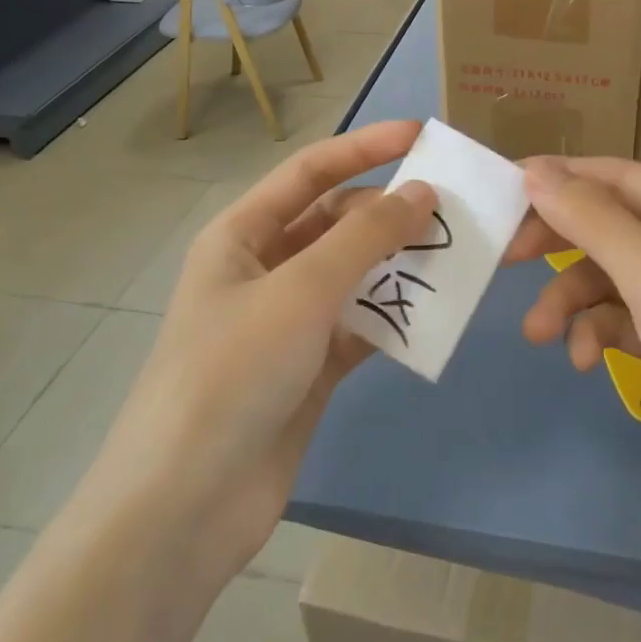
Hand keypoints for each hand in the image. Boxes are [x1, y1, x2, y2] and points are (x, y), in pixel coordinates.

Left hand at [86, 121, 435, 588]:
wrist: (185, 506)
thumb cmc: (231, 373)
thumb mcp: (300, 291)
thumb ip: (365, 238)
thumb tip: (421, 192)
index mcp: (241, 235)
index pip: (310, 172)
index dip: (365, 147)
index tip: (423, 136)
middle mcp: (263, 270)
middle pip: (335, 223)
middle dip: (389, 212)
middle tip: (452, 209)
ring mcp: (286, 322)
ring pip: (353, 275)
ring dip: (398, 266)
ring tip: (455, 257)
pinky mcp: (308, 369)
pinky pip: (360, 326)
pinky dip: (394, 318)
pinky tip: (433, 316)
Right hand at [514, 157, 640, 542]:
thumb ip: (592, 221)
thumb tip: (535, 171)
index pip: (619, 177)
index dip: (559, 180)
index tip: (500, 189)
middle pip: (611, 227)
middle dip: (561, 247)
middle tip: (505, 260)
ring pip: (611, 278)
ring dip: (573, 302)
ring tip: (540, 335)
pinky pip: (624, 319)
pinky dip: (600, 333)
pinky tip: (586, 361)